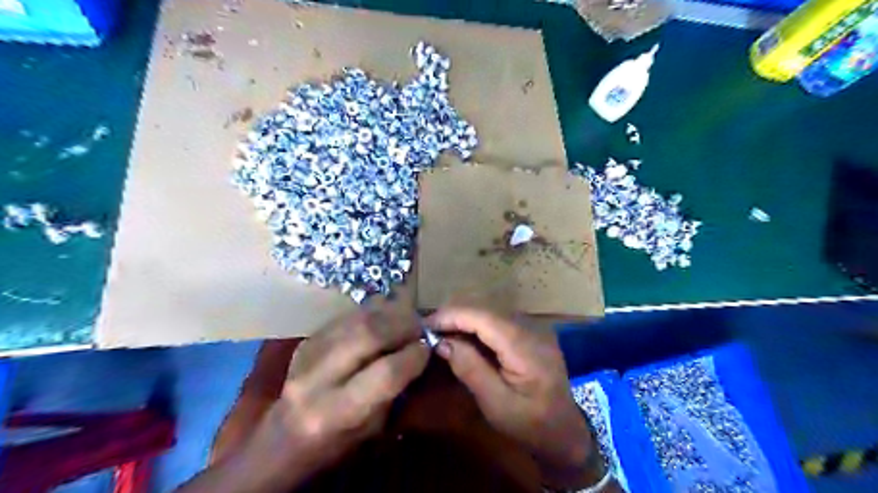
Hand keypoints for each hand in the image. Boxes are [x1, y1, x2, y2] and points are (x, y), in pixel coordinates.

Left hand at [182, 303, 430, 490]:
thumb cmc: (335, 443)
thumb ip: (395, 388)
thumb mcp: (372, 428)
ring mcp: (308, 353)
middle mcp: (317, 378)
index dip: (413, 356)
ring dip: (388, 314)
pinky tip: (384, 319)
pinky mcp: (307, 339)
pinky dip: (372, 314)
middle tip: (419, 326)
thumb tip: (419, 351)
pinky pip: (347, 317)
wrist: (282, 438)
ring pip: (357, 319)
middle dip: (402, 325)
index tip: (428, 347)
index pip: (385, 373)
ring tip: (405, 319)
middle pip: (367, 335)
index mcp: (335, 411)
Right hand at [429, 308, 607, 488]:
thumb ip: (470, 369)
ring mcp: (533, 327)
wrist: (566, 432)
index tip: (424, 325)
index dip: (452, 316)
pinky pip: (498, 320)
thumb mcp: (496, 404)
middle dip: (455, 316)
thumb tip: (442, 342)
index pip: (482, 316)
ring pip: (491, 310)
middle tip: (429, 331)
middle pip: (485, 309)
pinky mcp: (531, 332)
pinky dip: (477, 325)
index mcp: (524, 345)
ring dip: (464, 319)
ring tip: (442, 333)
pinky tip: (464, 337)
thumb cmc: (531, 425)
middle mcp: (531, 327)